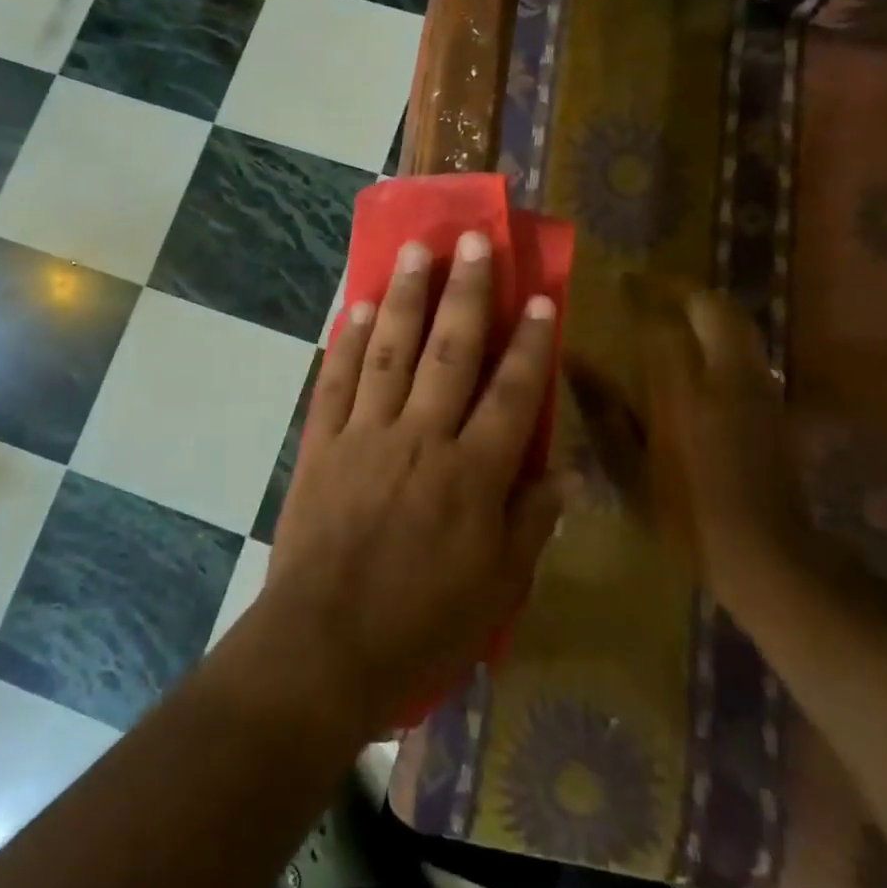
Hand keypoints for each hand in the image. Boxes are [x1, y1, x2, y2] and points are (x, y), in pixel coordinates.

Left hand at [260, 230, 573, 737]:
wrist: (324, 646)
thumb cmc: (421, 626)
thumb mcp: (497, 589)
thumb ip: (531, 523)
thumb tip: (564, 471)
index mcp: (472, 474)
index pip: (511, 393)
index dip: (531, 343)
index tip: (542, 297)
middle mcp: (420, 437)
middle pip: (449, 351)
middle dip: (466, 292)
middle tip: (474, 241)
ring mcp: (365, 434)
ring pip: (389, 351)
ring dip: (404, 297)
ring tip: (415, 250)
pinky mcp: (322, 444)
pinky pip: (335, 381)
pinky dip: (344, 342)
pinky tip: (354, 307)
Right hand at [626, 276, 812, 599]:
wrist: (767, 554)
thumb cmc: (684, 515)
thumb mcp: (627, 468)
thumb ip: (601, 408)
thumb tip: (572, 359)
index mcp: (682, 391)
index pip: (661, 322)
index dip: (641, 294)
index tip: (621, 279)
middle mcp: (724, 377)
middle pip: (712, 308)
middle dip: (682, 289)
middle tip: (652, 289)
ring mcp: (757, 387)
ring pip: (738, 322)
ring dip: (707, 306)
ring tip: (677, 309)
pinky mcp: (774, 402)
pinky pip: (748, 347)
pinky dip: (724, 332)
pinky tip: (704, 349)